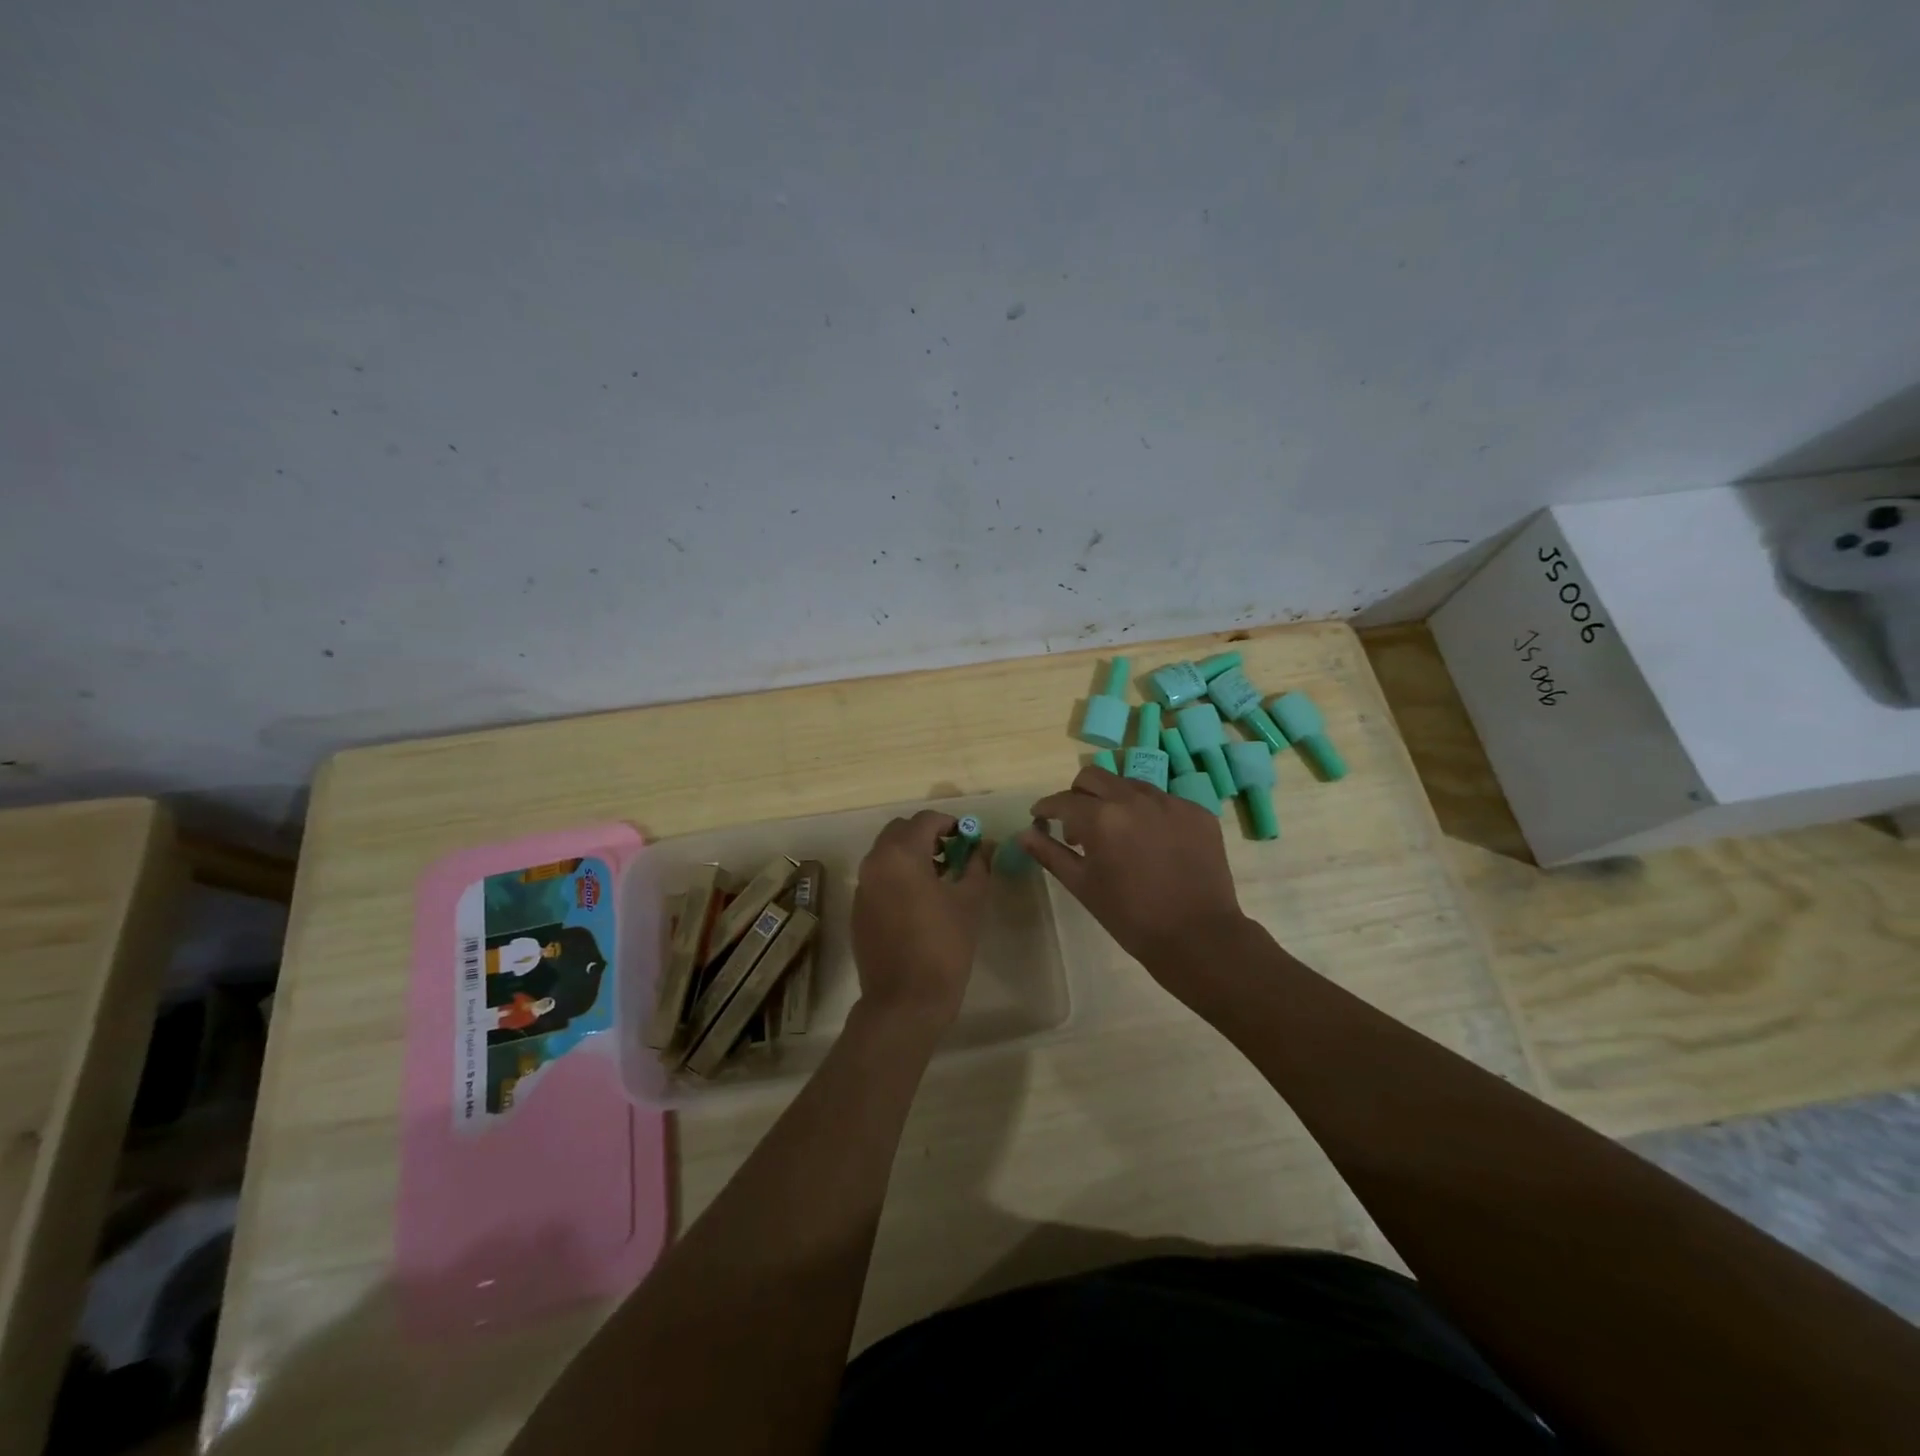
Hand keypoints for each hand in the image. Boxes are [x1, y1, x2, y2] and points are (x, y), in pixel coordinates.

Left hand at [850, 810, 990, 1028]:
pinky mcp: (858, 909)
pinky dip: (897, 876)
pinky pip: (878, 877)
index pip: (926, 820)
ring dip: (911, 854)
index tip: (968, 839)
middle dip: (927, 835)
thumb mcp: (970, 901)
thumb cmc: (944, 946)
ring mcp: (862, 887)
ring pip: (886, 853)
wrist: (905, 1000)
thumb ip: (977, 865)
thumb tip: (983, 846)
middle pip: (900, 831)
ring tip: (939, 878)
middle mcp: (875, 863)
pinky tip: (919, 902)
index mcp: (901, 854)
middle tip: (953, 854)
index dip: (950, 824)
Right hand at [1019, 767, 1247, 983]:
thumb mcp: (1083, 885)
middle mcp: (1134, 798)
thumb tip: (1023, 834)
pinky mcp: (1196, 811)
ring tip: (1117, 833)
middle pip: (1093, 777)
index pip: (1062, 800)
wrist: (1197, 936)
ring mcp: (1170, 802)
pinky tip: (1151, 843)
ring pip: (1129, 784)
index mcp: (1101, 817)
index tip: (1040, 818)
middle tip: (1076, 823)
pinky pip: (1162, 800)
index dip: (1045, 808)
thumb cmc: (1130, 916)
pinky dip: (1147, 814)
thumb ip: (1050, 854)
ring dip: (1113, 801)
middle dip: (1077, 795)